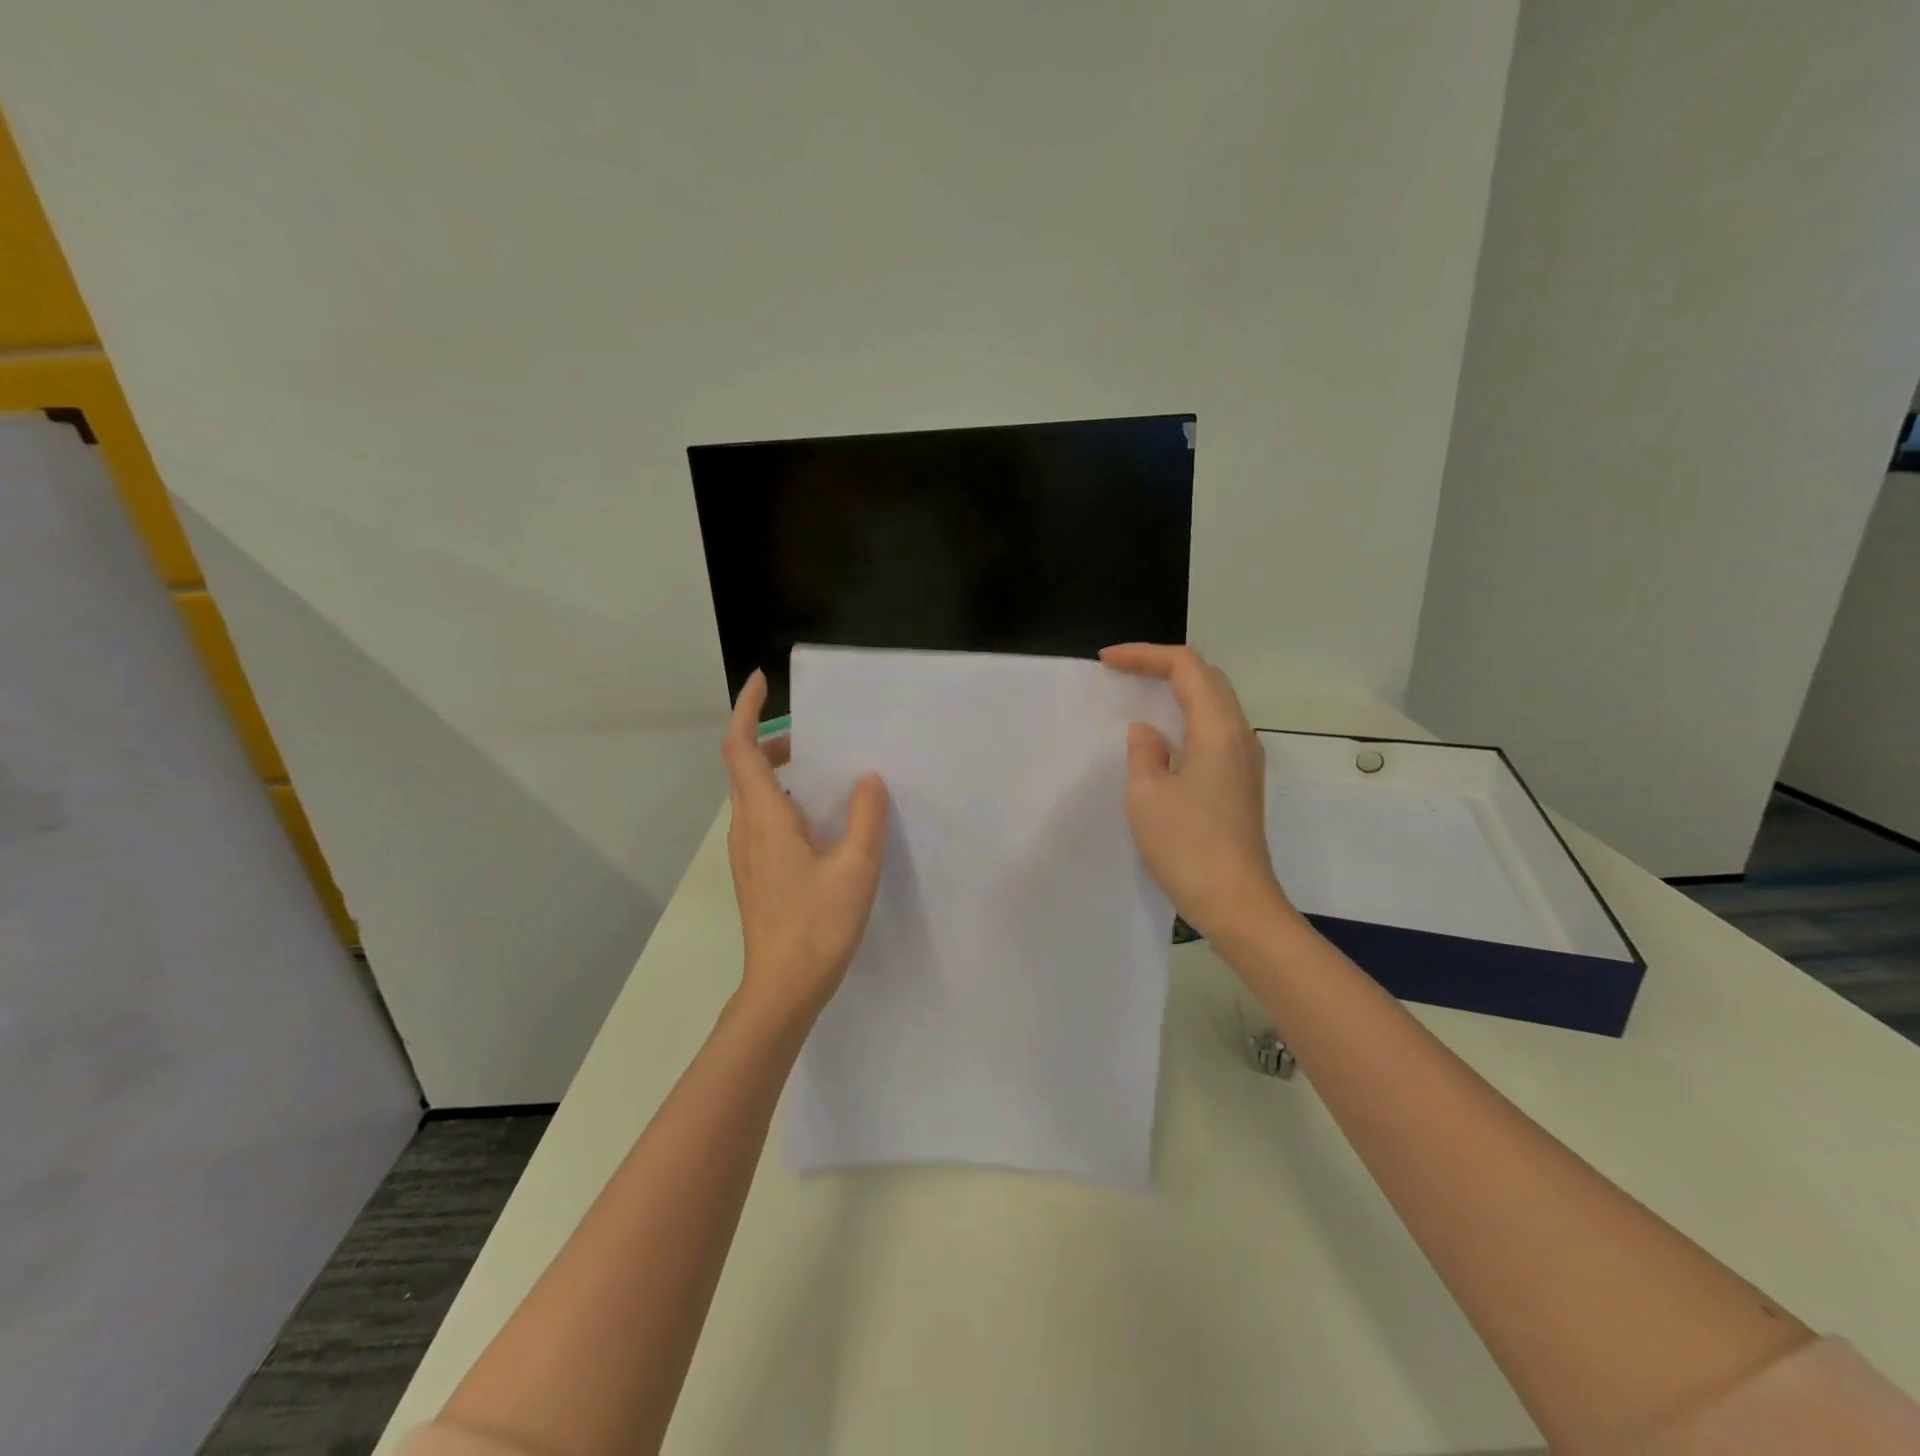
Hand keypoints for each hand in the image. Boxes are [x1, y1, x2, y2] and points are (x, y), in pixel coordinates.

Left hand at [722, 669, 890, 1021]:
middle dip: (774, 739)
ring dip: (782, 772)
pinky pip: (764, 819)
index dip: (746, 709)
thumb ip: (865, 816)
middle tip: (817, 735)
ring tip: (827, 772)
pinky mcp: (755, 873)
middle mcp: (746, 828)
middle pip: (746, 767)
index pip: (740, 747)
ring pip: (755, 795)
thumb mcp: (856, 866)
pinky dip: (786, 801)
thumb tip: (867, 779)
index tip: (762, 680)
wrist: (783, 989)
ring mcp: (746, 853)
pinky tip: (822, 820)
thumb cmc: (818, 924)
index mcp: (764, 816)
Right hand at [1099, 643, 1290, 941]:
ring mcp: (1245, 759)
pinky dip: (1186, 716)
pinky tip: (1162, 735)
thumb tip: (1148, 733)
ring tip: (1138, 694)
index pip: (1186, 667)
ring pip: (1214, 702)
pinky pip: (1214, 729)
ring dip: (1176, 689)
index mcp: (1217, 729)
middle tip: (1120, 671)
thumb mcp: (1147, 794)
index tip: (1106, 661)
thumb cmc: (1188, 846)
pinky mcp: (1241, 781)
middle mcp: (1240, 735)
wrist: (1237, 903)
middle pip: (1206, 677)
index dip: (1145, 655)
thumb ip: (1143, 752)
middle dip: (1162, 665)